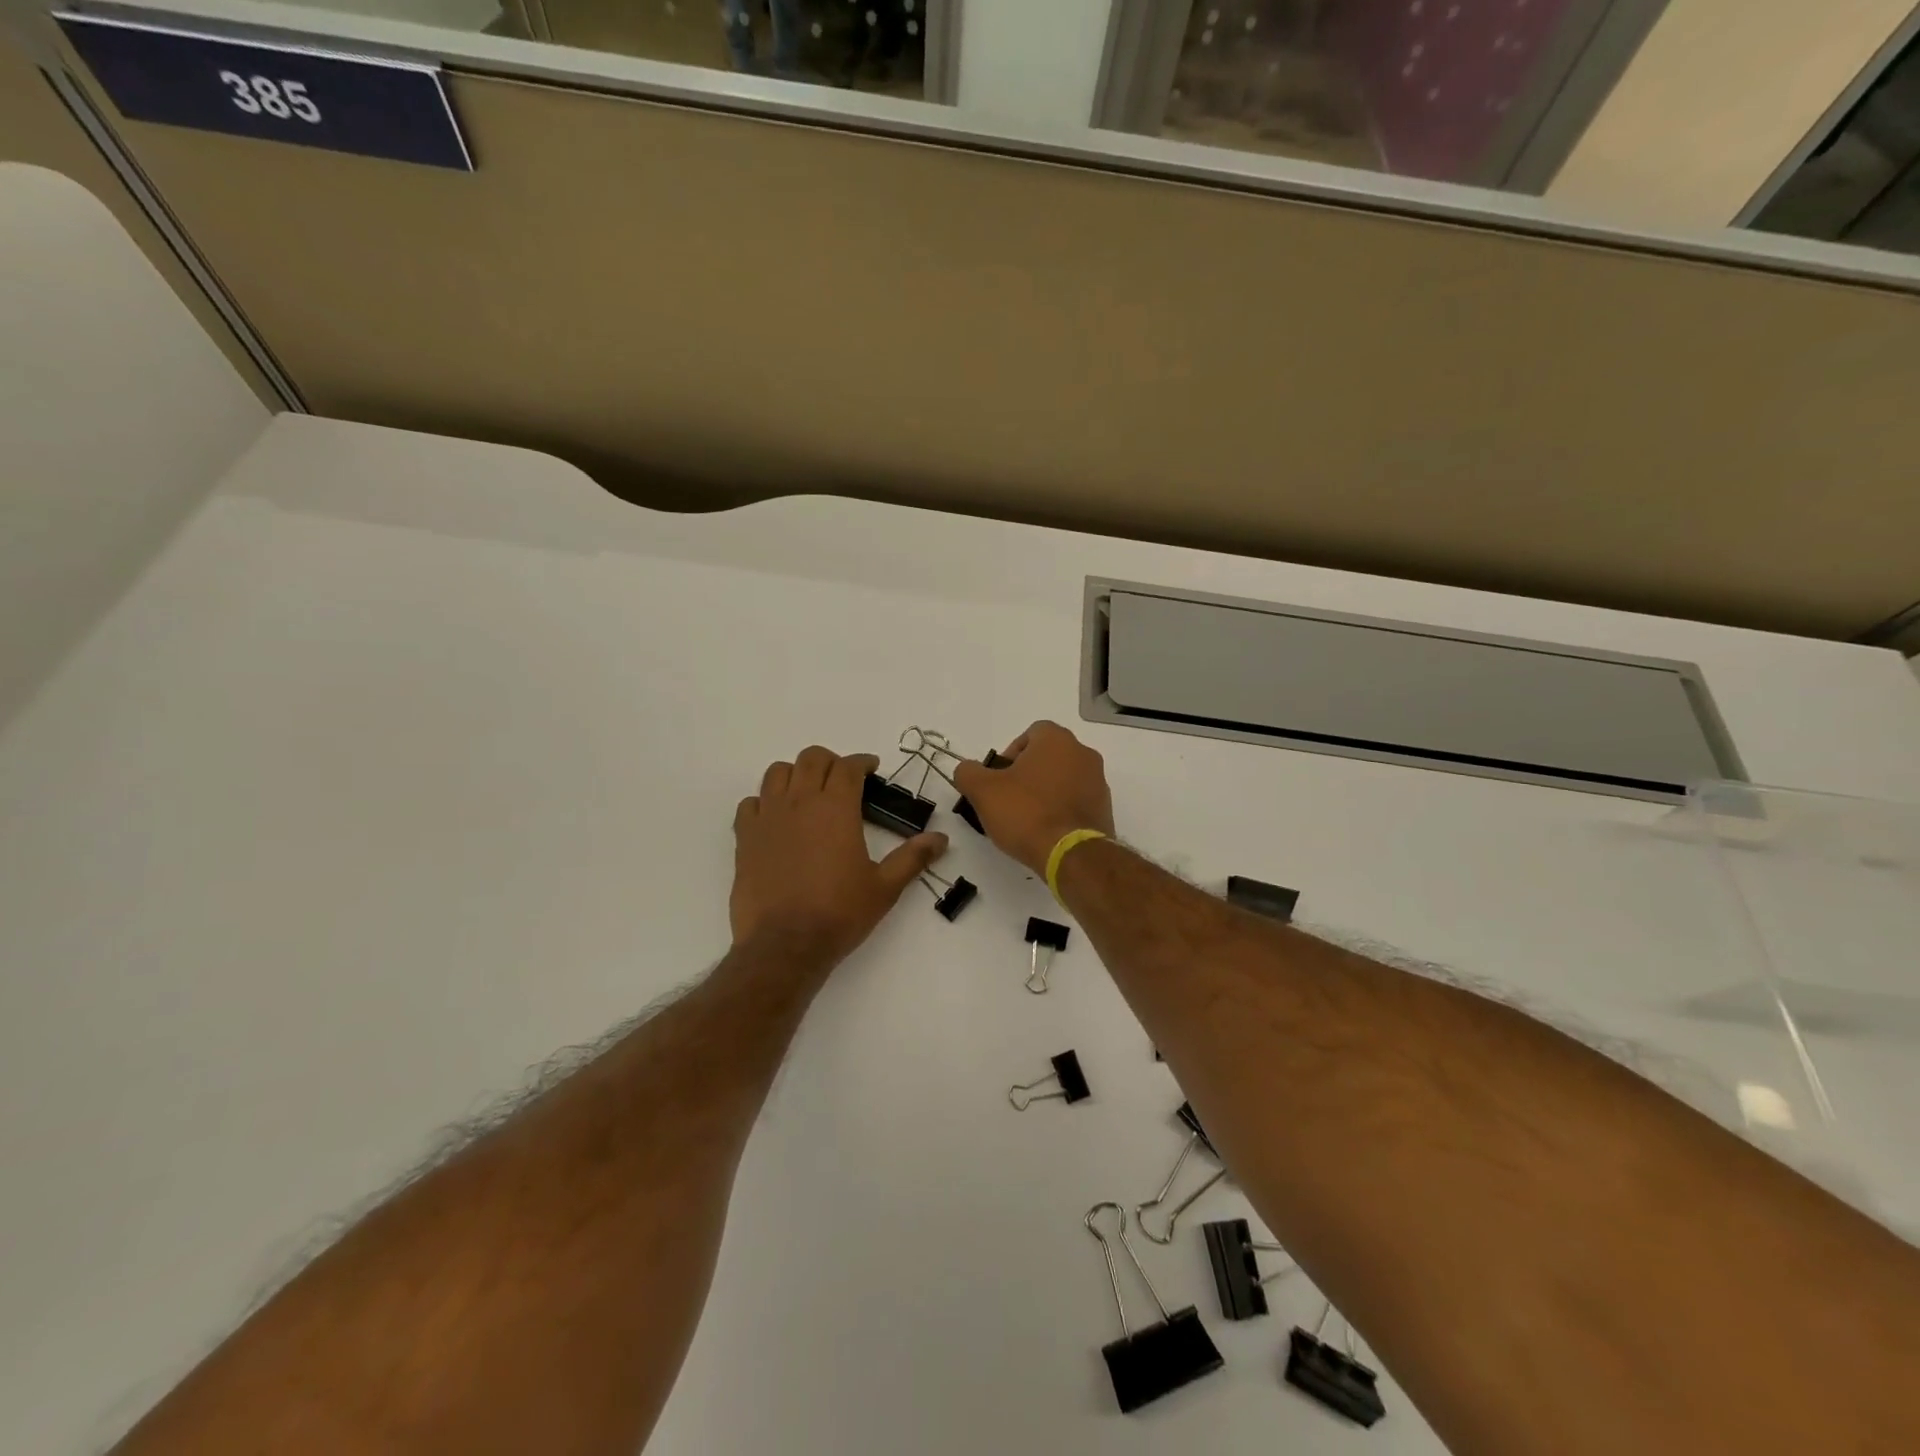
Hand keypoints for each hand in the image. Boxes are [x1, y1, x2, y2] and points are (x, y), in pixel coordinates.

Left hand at [731, 746, 948, 970]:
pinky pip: (750, 803)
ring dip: (796, 774)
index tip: (871, 768)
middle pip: (812, 758)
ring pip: (777, 772)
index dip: (862, 762)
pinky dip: (764, 801)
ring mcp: (768, 817)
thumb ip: (913, 858)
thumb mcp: (884, 887)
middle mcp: (800, 802)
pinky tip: (776, 818)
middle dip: (830, 761)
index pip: (848, 766)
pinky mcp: (745, 837)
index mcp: (836, 808)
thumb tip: (941, 839)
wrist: (784, 945)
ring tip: (808, 792)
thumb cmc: (839, 913)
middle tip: (842, 779)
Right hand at [953, 721, 1114, 874]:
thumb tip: (967, 769)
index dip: (1011, 753)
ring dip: (1045, 791)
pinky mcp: (1105, 809)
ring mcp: (1098, 781)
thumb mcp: (983, 791)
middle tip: (1008, 798)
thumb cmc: (1026, 813)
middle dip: (1027, 773)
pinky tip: (1046, 830)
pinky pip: (1077, 801)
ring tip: (1026, 818)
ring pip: (1064, 778)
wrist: (1071, 855)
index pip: (1031, 733)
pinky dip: (1061, 809)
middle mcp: (1083, 753)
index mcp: (1057, 740)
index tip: (999, 778)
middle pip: (1048, 756)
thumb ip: (968, 772)